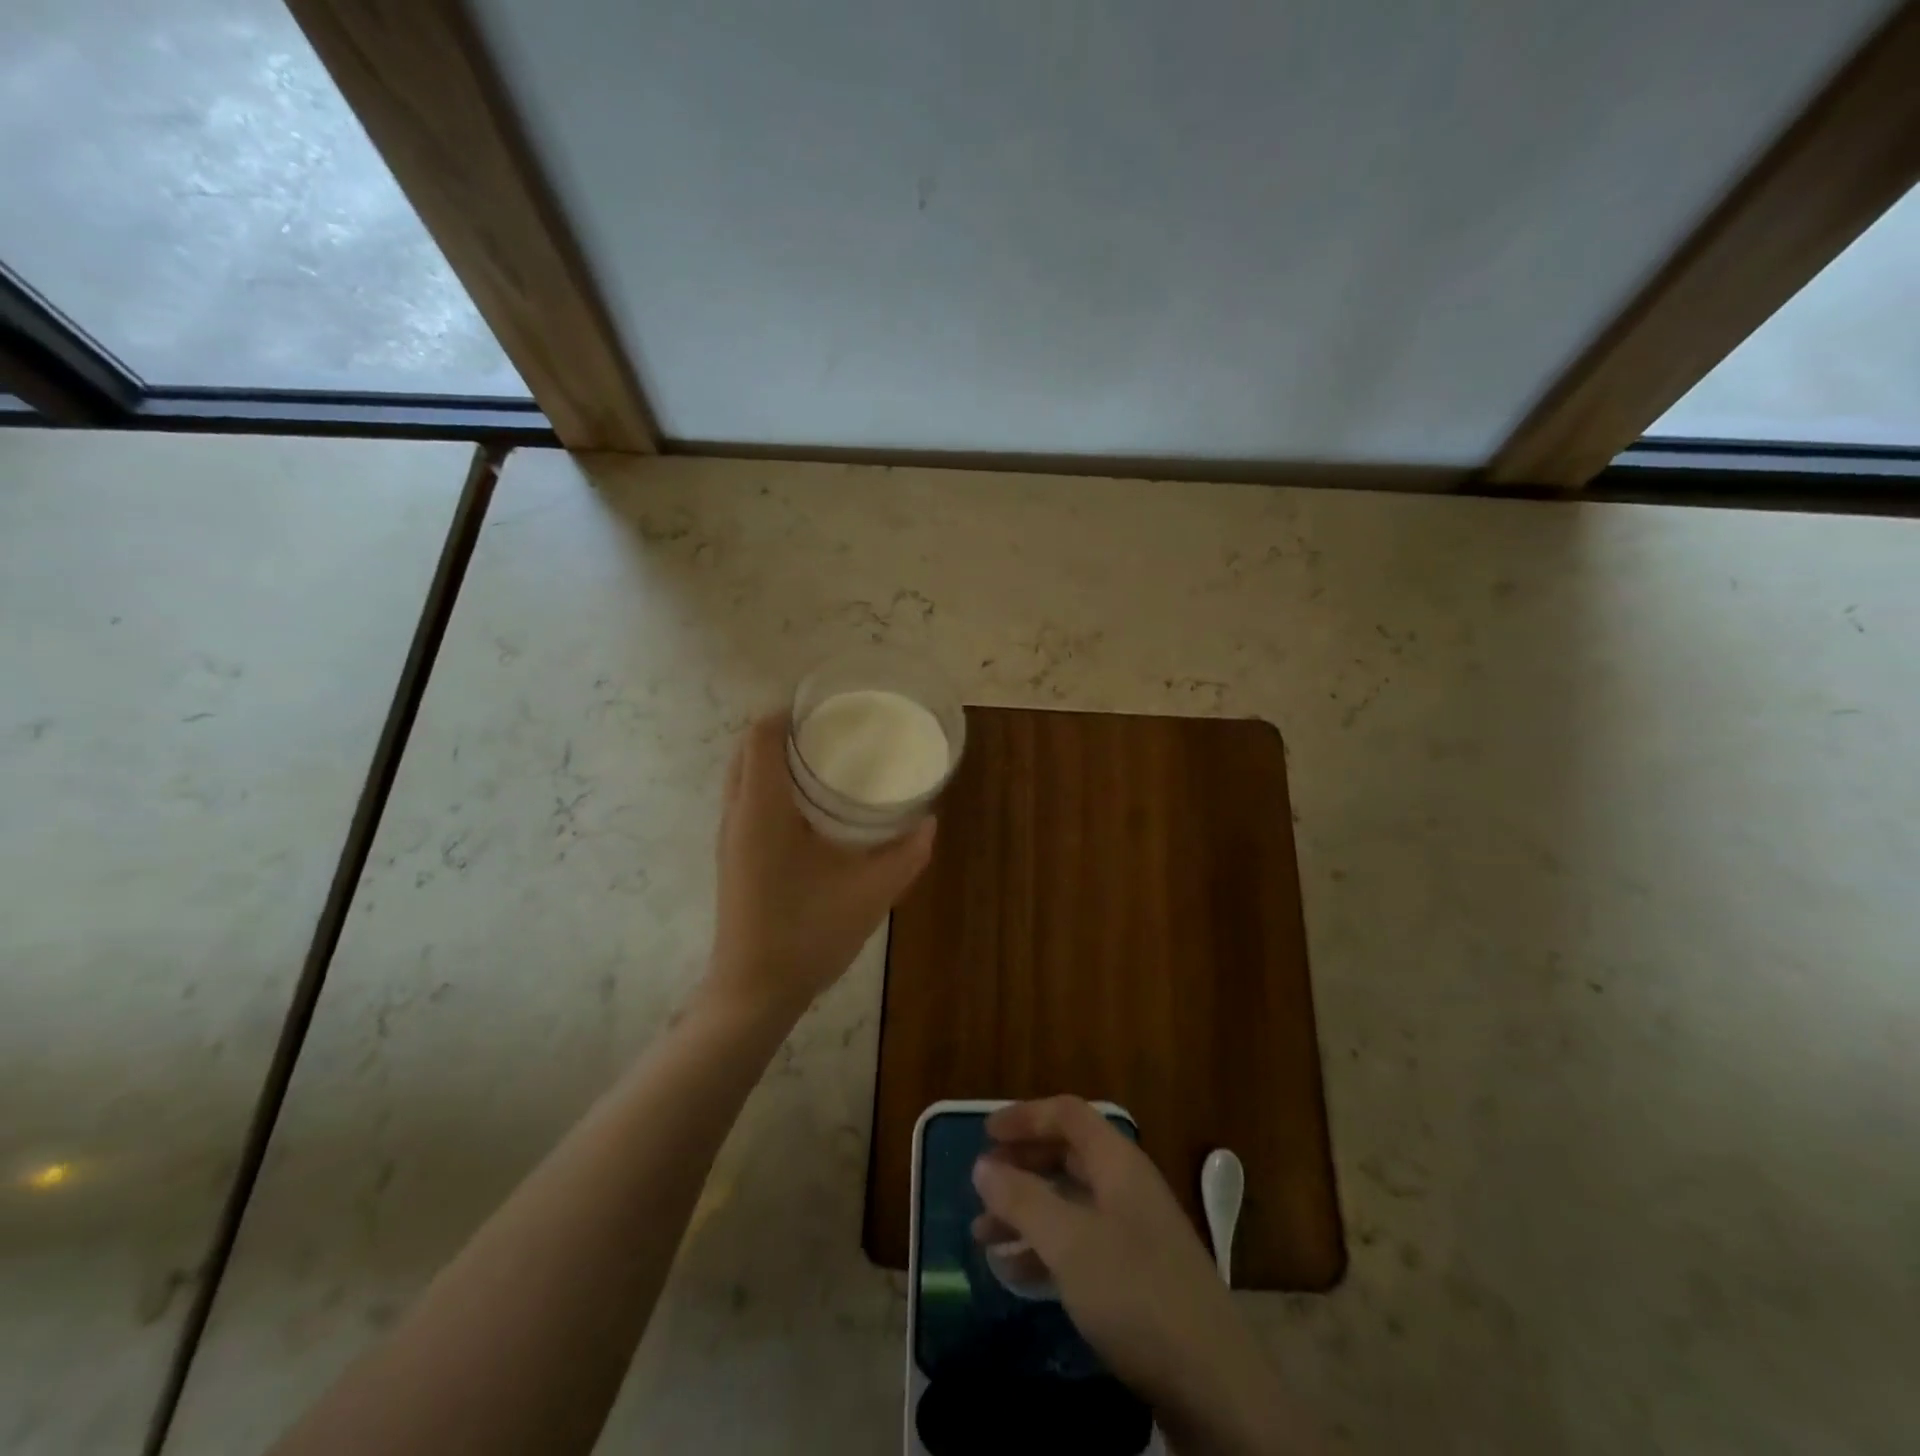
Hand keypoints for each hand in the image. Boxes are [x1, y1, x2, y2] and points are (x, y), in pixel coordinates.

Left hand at [705, 714, 934, 1019]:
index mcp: (762, 810)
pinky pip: (747, 799)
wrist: (753, 992)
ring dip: (776, 758)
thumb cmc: (806, 935)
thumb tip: (930, 821)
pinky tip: (812, 806)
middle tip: (834, 731)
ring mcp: (730, 836)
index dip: (790, 712)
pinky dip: (772, 784)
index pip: (762, 736)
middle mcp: (737, 814)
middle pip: (749, 749)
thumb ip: (906, 854)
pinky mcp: (734, 855)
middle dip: (786, 730)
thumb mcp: (870, 893)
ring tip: (826, 760)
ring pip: (744, 775)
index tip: (829, 708)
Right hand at [971, 1098, 1306, 1455]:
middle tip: (982, 1184)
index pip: (1067, 1115)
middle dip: (1022, 1166)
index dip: (1025, 1116)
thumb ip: (1022, 1199)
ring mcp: (1135, 1233)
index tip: (984, 1134)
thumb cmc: (1135, 1295)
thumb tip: (983, 1165)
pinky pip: (1080, 1244)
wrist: (1214, 1386)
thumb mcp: (1069, 1243)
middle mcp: (1127, 1187)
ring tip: (983, 1236)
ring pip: (1070, 1203)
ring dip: (1026, 1212)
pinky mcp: (1136, 1278)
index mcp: (1118, 1163)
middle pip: (1067, 1156)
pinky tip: (1015, 1274)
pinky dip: (1045, 1249)